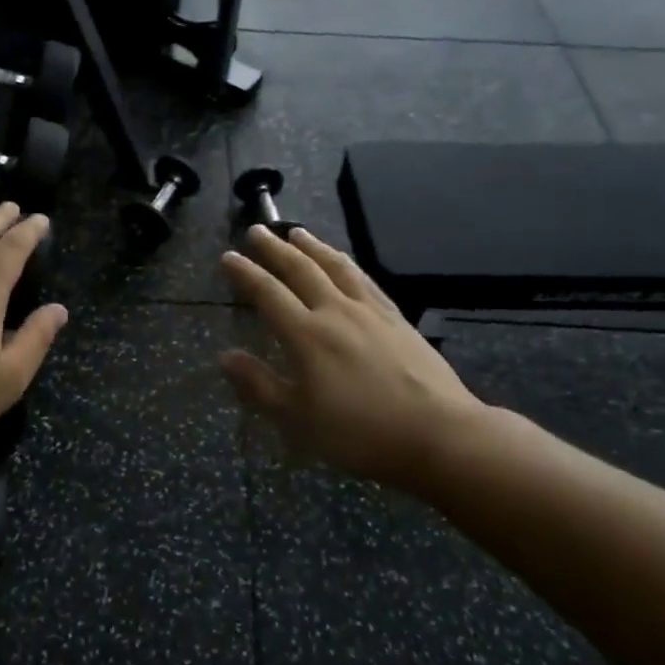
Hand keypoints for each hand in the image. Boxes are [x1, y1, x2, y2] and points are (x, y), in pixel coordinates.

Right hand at [219, 225, 491, 486]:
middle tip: (257, 229)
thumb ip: (259, 385)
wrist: (439, 434)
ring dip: (313, 246)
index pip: (267, 293)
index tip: (228, 256)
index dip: (245, 273)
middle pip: (300, 269)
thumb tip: (225, 356)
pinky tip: (345, 263)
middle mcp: (335, 312)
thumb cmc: (359, 433)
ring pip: (335, 267)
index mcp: (306, 335)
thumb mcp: (298, 419)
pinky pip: (366, 280)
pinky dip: (348, 264)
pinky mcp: (397, 319)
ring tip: (297, 232)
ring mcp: (370, 312)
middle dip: (275, 248)